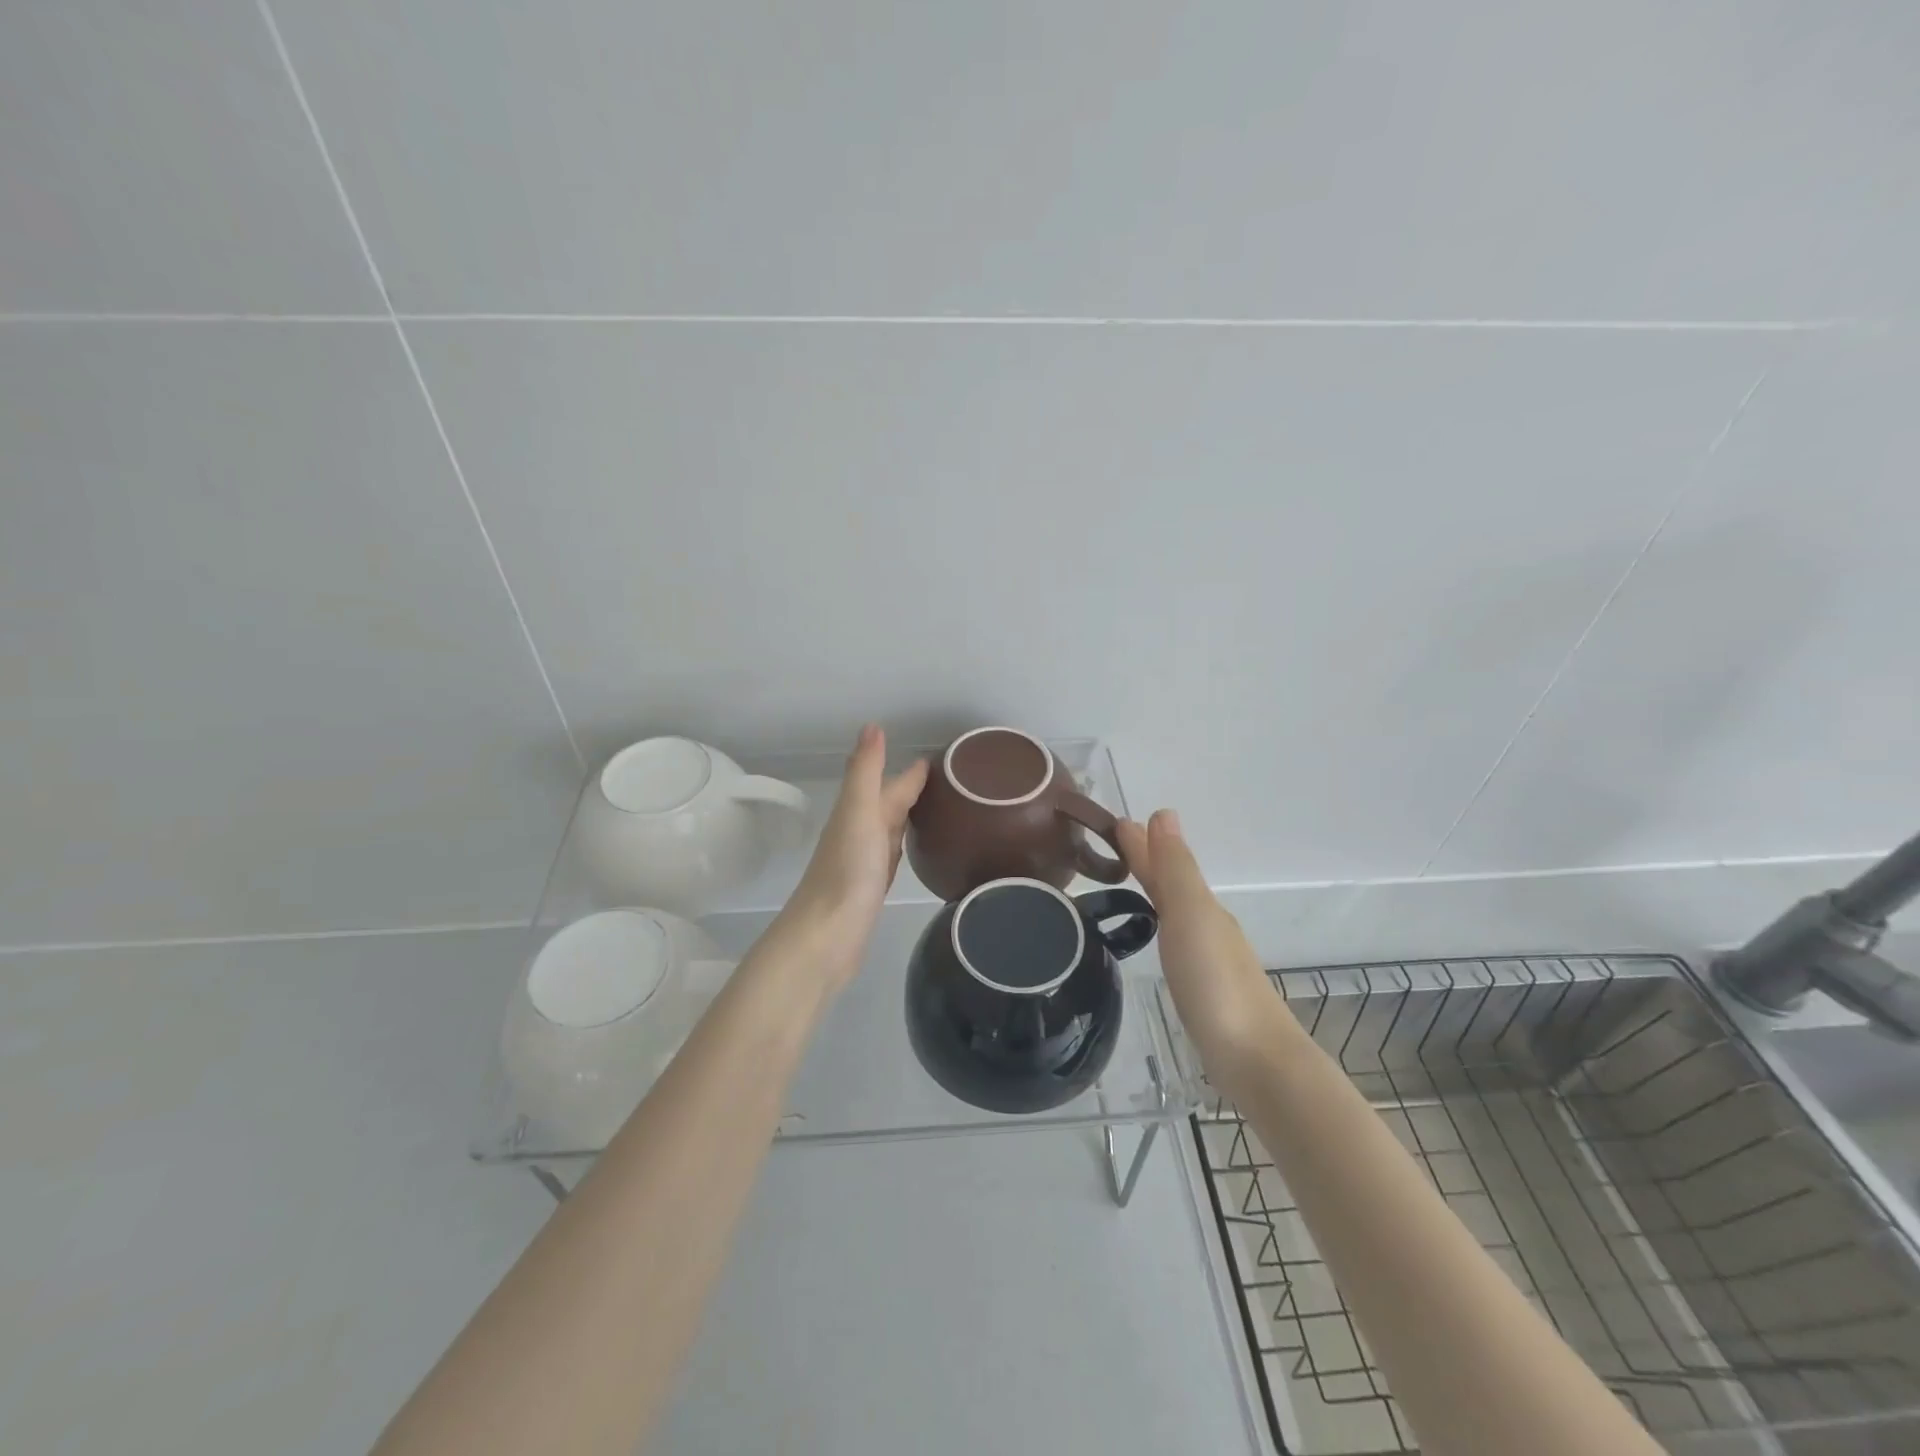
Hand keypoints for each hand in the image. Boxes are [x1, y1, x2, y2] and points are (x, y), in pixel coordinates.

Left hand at [780, 725, 928, 993]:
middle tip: (952, 780)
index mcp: (858, 812)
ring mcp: (864, 862)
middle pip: (890, 804)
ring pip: (891, 829)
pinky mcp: (871, 889)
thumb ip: (866, 772)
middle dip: (913, 789)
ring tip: (939, 807)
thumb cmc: (846, 873)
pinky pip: (892, 856)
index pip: (891, 784)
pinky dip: (904, 846)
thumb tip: (872, 725)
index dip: (913, 771)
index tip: (945, 758)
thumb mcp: (858, 813)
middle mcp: (859, 832)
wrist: (825, 938)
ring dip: (909, 815)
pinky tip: (913, 848)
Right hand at [1116, 810, 1293, 1081]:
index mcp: (1201, 907)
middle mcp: (1207, 927)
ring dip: (1153, 892)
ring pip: (1175, 913)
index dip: (1141, 844)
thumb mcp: (1191, 915)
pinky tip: (1154, 939)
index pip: (1165, 865)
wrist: (1255, 1059)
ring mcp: (1209, 961)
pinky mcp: (1204, 992)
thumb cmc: (1215, 982)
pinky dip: (1161, 927)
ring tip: (1125, 884)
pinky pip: (1176, 943)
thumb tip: (1163, 813)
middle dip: (1146, 863)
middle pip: (1172, 886)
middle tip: (1113, 846)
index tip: (1113, 823)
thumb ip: (1175, 868)